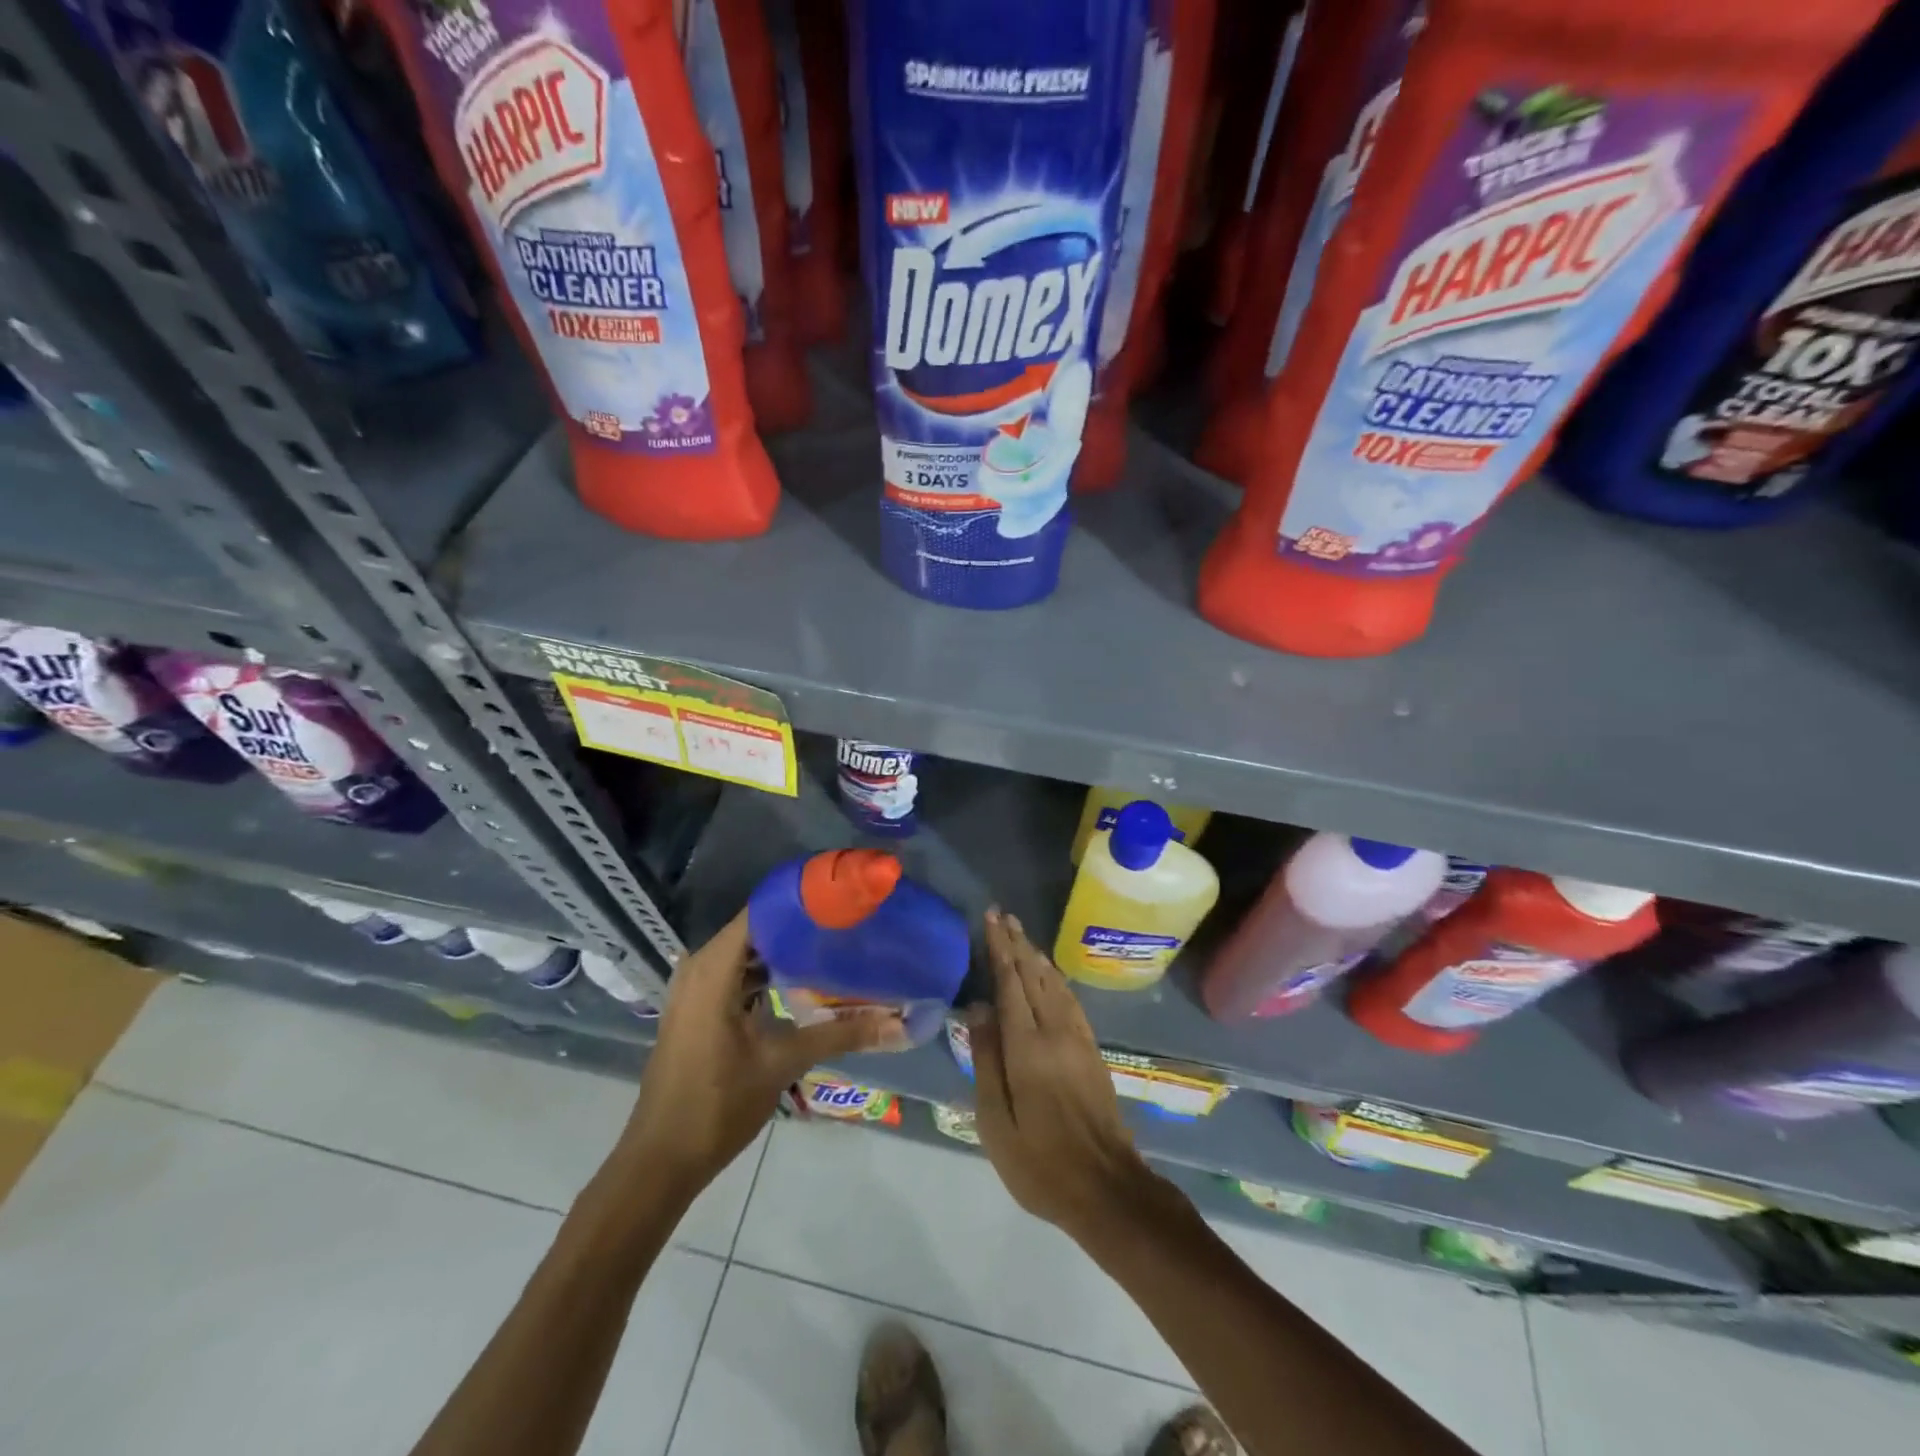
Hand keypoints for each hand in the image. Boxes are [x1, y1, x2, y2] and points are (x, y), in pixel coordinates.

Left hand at [616, 911, 908, 1194]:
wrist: (660, 1160)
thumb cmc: (716, 1105)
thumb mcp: (783, 1063)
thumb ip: (841, 1035)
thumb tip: (899, 1024)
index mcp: (713, 968)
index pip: (762, 911)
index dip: (802, 903)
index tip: (843, 902)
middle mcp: (699, 967)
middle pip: (758, 930)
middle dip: (802, 927)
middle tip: (849, 925)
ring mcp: (694, 989)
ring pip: (748, 954)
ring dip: (786, 952)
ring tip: (835, 947)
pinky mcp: (697, 1009)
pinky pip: (737, 975)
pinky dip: (768, 974)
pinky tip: (805, 982)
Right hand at [970, 908, 1153, 1238]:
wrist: (1107, 1188)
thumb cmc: (1040, 1162)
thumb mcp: (996, 1121)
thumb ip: (986, 1059)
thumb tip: (978, 1006)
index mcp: (1028, 1047)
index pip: (1010, 983)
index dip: (1000, 948)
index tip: (990, 919)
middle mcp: (1056, 1032)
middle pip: (1033, 975)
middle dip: (1017, 942)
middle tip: (1002, 915)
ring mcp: (1078, 1039)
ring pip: (1054, 983)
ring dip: (1036, 955)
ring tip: (1021, 934)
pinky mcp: (1091, 1051)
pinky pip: (1069, 999)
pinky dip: (1055, 978)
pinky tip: (1049, 974)